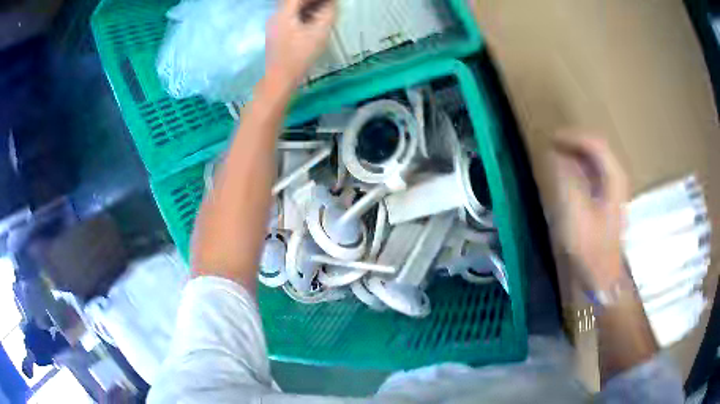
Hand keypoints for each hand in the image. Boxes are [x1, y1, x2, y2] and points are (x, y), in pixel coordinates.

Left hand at [266, 0, 336, 87]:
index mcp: (284, 13)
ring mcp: (275, 24)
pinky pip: (291, 16)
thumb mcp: (319, 33)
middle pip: (294, 1)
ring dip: (308, 6)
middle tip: (328, 5)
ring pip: (292, 8)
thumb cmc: (299, 57)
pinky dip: (303, 14)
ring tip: (324, 9)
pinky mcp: (277, 32)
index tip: (330, 2)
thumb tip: (332, 4)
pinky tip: (314, 19)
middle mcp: (276, 15)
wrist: (279, 79)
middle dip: (312, 1)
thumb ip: (328, 13)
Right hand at [552, 133, 629, 289]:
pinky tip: (568, 174)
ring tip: (556, 155)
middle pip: (597, 148)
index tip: (551, 139)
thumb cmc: (590, 247)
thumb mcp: (575, 214)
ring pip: (595, 160)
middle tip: (552, 145)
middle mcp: (617, 178)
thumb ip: (566, 180)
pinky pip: (594, 174)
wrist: (602, 276)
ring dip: (576, 154)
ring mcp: (614, 189)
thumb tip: (555, 155)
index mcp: (614, 178)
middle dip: (574, 142)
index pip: (595, 143)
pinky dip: (579, 168)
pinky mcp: (607, 200)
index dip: (573, 137)